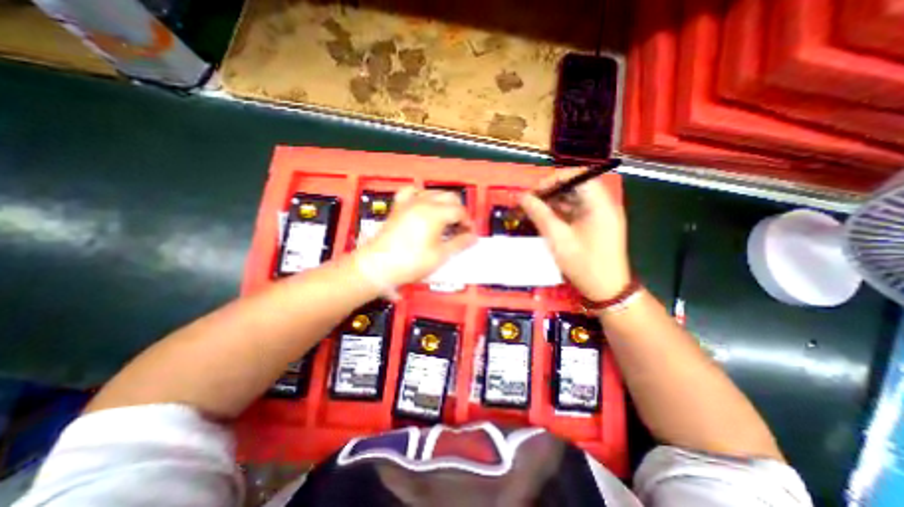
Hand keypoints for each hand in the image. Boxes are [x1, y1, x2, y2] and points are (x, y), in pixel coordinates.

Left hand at [354, 187, 474, 289]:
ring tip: (445, 220)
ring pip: (434, 193)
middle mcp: (423, 203)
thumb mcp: (440, 255)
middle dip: (458, 211)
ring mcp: (409, 203)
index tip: (469, 233)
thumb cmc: (408, 262)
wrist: (378, 266)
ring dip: (444, 204)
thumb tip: (471, 237)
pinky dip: (422, 196)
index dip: (467, 222)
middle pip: (450, 197)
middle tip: (459, 228)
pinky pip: (412, 192)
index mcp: (435, 213)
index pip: (460, 210)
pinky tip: (424, 205)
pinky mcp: (399, 207)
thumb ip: (459, 243)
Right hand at [519, 169, 630, 301]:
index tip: (534, 192)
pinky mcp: (596, 224)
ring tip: (534, 211)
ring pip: (574, 198)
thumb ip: (539, 215)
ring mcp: (601, 214)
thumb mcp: (558, 239)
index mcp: (600, 204)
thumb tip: (522, 197)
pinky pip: (576, 210)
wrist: (607, 290)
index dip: (553, 179)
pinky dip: (560, 212)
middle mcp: (603, 204)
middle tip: (531, 202)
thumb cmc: (584, 264)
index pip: (577, 175)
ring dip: (553, 202)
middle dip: (550, 191)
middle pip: (575, 185)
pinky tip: (546, 219)